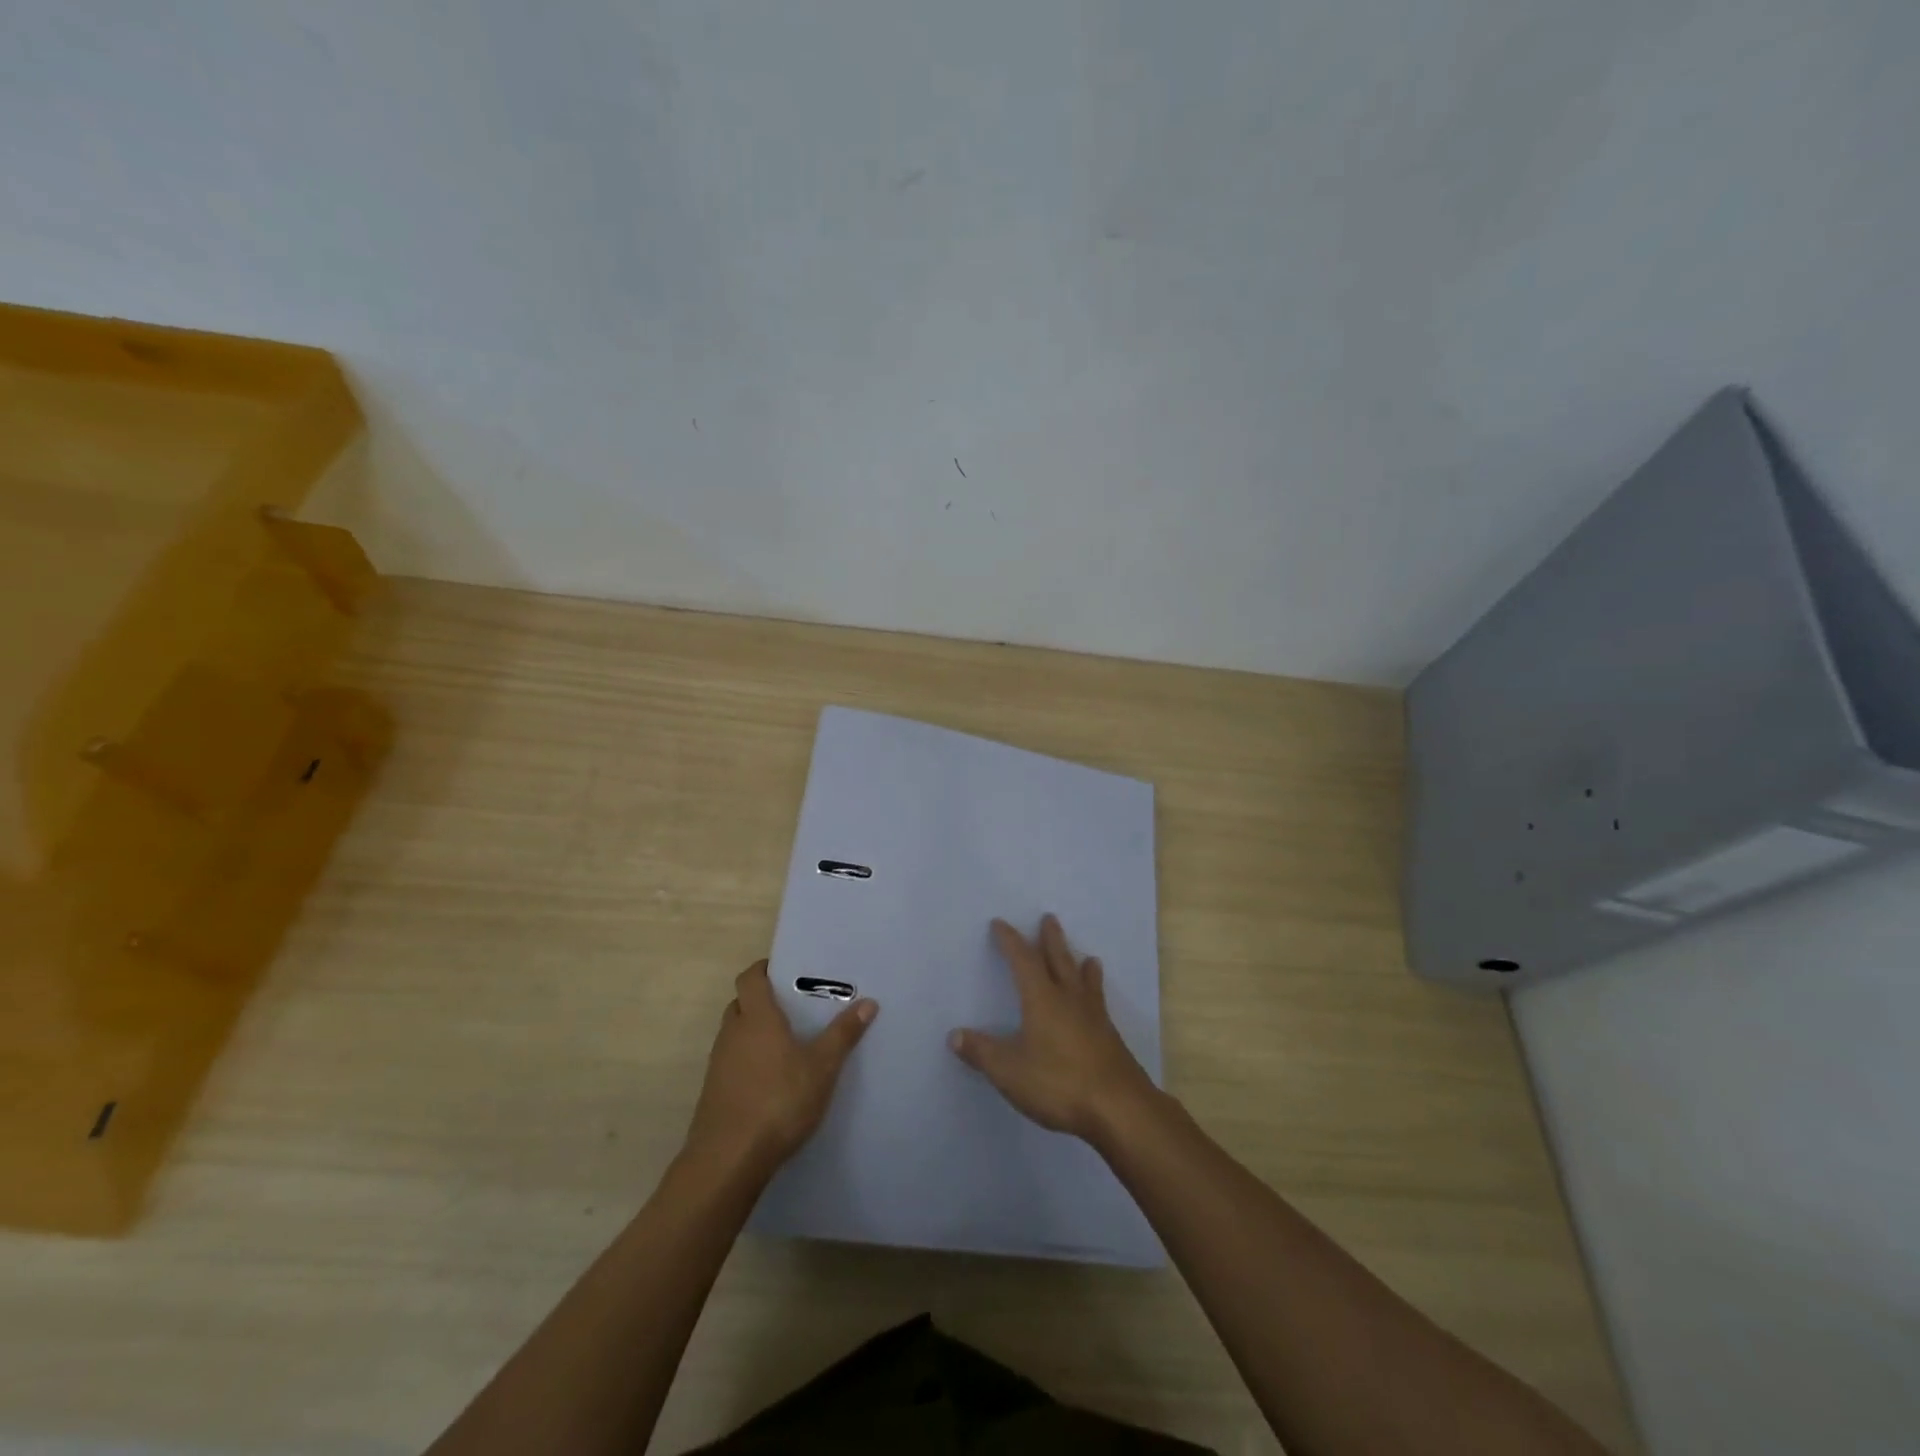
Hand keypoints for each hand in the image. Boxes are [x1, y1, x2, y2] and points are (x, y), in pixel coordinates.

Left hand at [684, 961, 876, 1176]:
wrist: (728, 1160)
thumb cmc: (779, 1101)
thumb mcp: (822, 1067)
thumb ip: (843, 1034)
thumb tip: (869, 1001)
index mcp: (757, 1018)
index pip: (750, 977)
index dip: (764, 969)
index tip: (784, 971)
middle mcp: (733, 1033)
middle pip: (741, 1004)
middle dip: (762, 1001)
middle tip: (793, 1007)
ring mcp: (718, 1064)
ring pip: (735, 1034)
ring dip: (754, 1032)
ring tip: (787, 1044)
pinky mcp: (714, 1092)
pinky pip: (731, 1062)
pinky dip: (747, 1061)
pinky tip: (771, 1080)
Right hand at [949, 915, 1158, 1145]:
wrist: (1119, 1107)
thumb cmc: (1059, 1083)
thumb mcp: (1009, 1071)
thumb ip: (982, 1052)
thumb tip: (954, 1035)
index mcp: (1042, 999)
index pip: (1023, 961)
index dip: (1011, 941)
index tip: (1000, 923)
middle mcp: (1069, 999)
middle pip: (1059, 960)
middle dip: (1051, 939)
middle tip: (1049, 918)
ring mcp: (1094, 1018)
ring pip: (1085, 981)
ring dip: (1080, 965)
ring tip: (1087, 956)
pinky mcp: (1110, 1038)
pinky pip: (1100, 1003)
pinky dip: (1096, 992)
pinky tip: (1099, 1004)